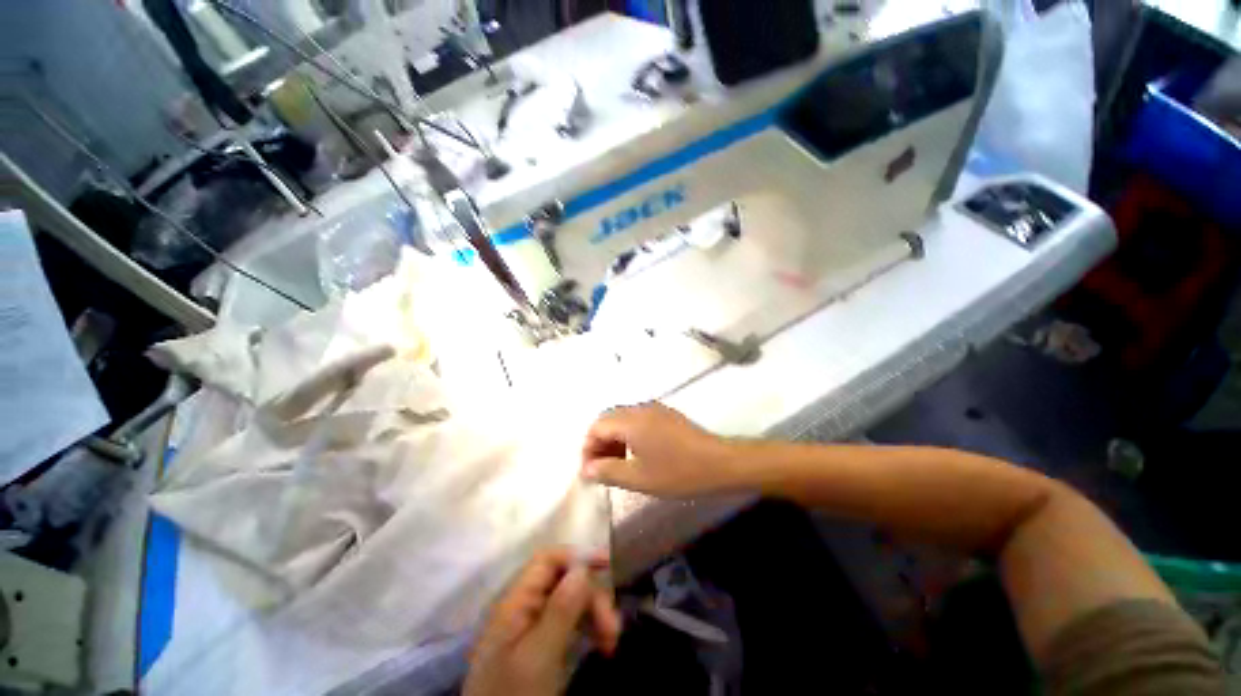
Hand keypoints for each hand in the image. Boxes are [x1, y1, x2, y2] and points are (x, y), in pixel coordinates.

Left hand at [465, 549, 620, 695]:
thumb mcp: (537, 657)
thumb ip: (559, 610)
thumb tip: (583, 567)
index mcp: (515, 601)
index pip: (547, 560)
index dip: (577, 556)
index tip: (608, 565)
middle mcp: (524, 607)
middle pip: (565, 581)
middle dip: (592, 596)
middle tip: (613, 627)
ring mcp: (533, 628)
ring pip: (572, 602)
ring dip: (595, 614)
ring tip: (612, 641)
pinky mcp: (543, 648)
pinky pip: (571, 624)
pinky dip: (590, 629)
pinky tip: (603, 644)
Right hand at [580, 403, 733, 496]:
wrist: (720, 463)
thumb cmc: (678, 472)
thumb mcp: (639, 478)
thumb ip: (608, 471)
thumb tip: (586, 469)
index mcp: (631, 420)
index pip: (597, 427)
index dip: (588, 449)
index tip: (589, 473)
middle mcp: (640, 408)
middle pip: (608, 419)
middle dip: (599, 443)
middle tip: (600, 469)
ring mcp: (655, 409)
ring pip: (623, 419)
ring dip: (614, 439)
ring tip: (616, 464)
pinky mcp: (666, 415)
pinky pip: (637, 420)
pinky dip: (628, 435)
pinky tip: (636, 454)